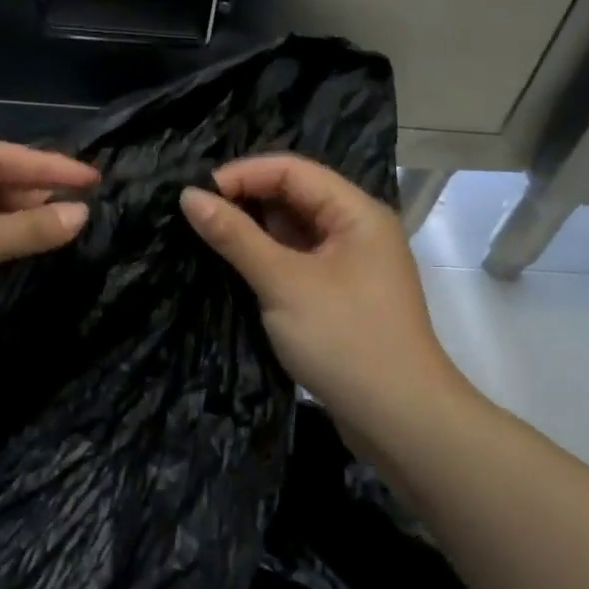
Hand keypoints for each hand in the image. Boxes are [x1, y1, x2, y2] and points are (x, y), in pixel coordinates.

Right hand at [179, 156, 475, 443]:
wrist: (400, 418)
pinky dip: (269, 260)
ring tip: (208, 240)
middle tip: (196, 218)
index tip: (196, 196)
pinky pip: (299, 261)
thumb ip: (235, 236)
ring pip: (295, 231)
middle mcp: (358, 229)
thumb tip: (188, 196)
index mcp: (356, 212)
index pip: (292, 170)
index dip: (242, 174)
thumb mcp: (283, 282)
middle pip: (295, 196)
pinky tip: (237, 269)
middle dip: (246, 201)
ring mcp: (352, 265)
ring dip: (254, 232)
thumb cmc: (344, 339)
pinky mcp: (342, 296)